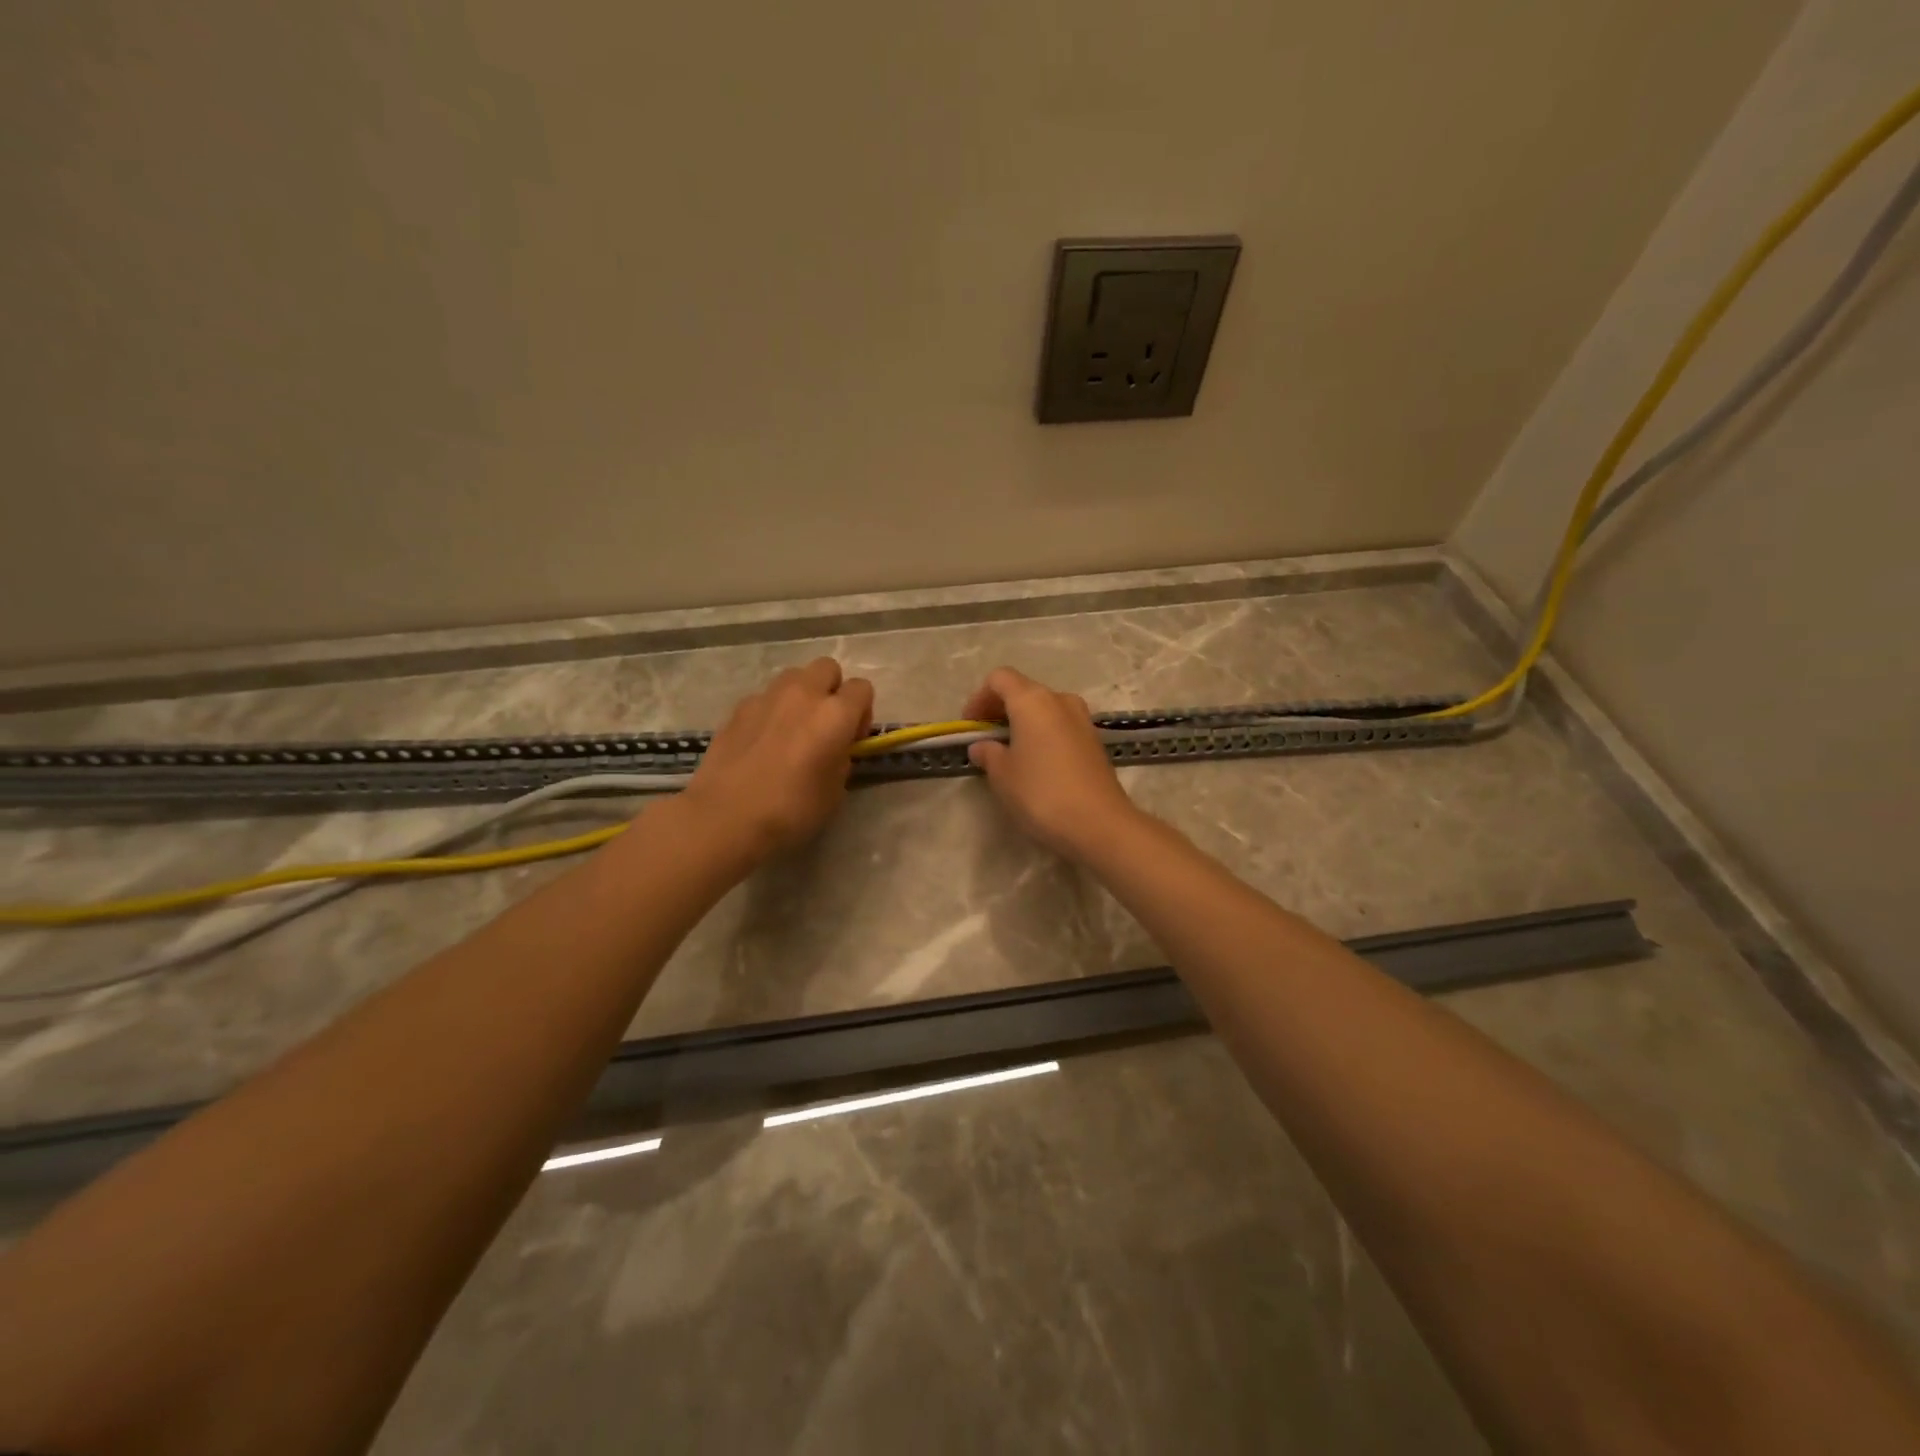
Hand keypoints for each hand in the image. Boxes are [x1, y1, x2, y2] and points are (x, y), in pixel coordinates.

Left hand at [682, 658, 874, 862]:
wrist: (725, 817)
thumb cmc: (791, 810)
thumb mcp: (835, 791)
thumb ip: (841, 758)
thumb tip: (834, 748)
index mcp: (835, 715)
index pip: (862, 688)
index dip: (862, 712)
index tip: (852, 739)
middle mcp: (803, 695)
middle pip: (828, 668)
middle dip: (832, 690)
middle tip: (825, 725)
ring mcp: (766, 697)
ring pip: (794, 677)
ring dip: (801, 695)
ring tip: (793, 729)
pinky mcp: (738, 708)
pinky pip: (765, 698)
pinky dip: (771, 711)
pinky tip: (762, 742)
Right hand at [963, 667, 1140, 859]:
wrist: (1099, 824)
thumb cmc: (1041, 793)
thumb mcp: (1002, 775)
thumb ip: (988, 754)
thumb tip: (983, 746)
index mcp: (1033, 701)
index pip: (1000, 678)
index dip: (979, 698)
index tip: (971, 727)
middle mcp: (1060, 700)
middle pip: (1024, 691)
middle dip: (1000, 710)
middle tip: (986, 740)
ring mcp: (1082, 720)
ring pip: (1045, 709)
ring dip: (1023, 723)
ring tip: (1010, 753)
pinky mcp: (1095, 741)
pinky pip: (1061, 726)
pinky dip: (1043, 735)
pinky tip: (1037, 764)